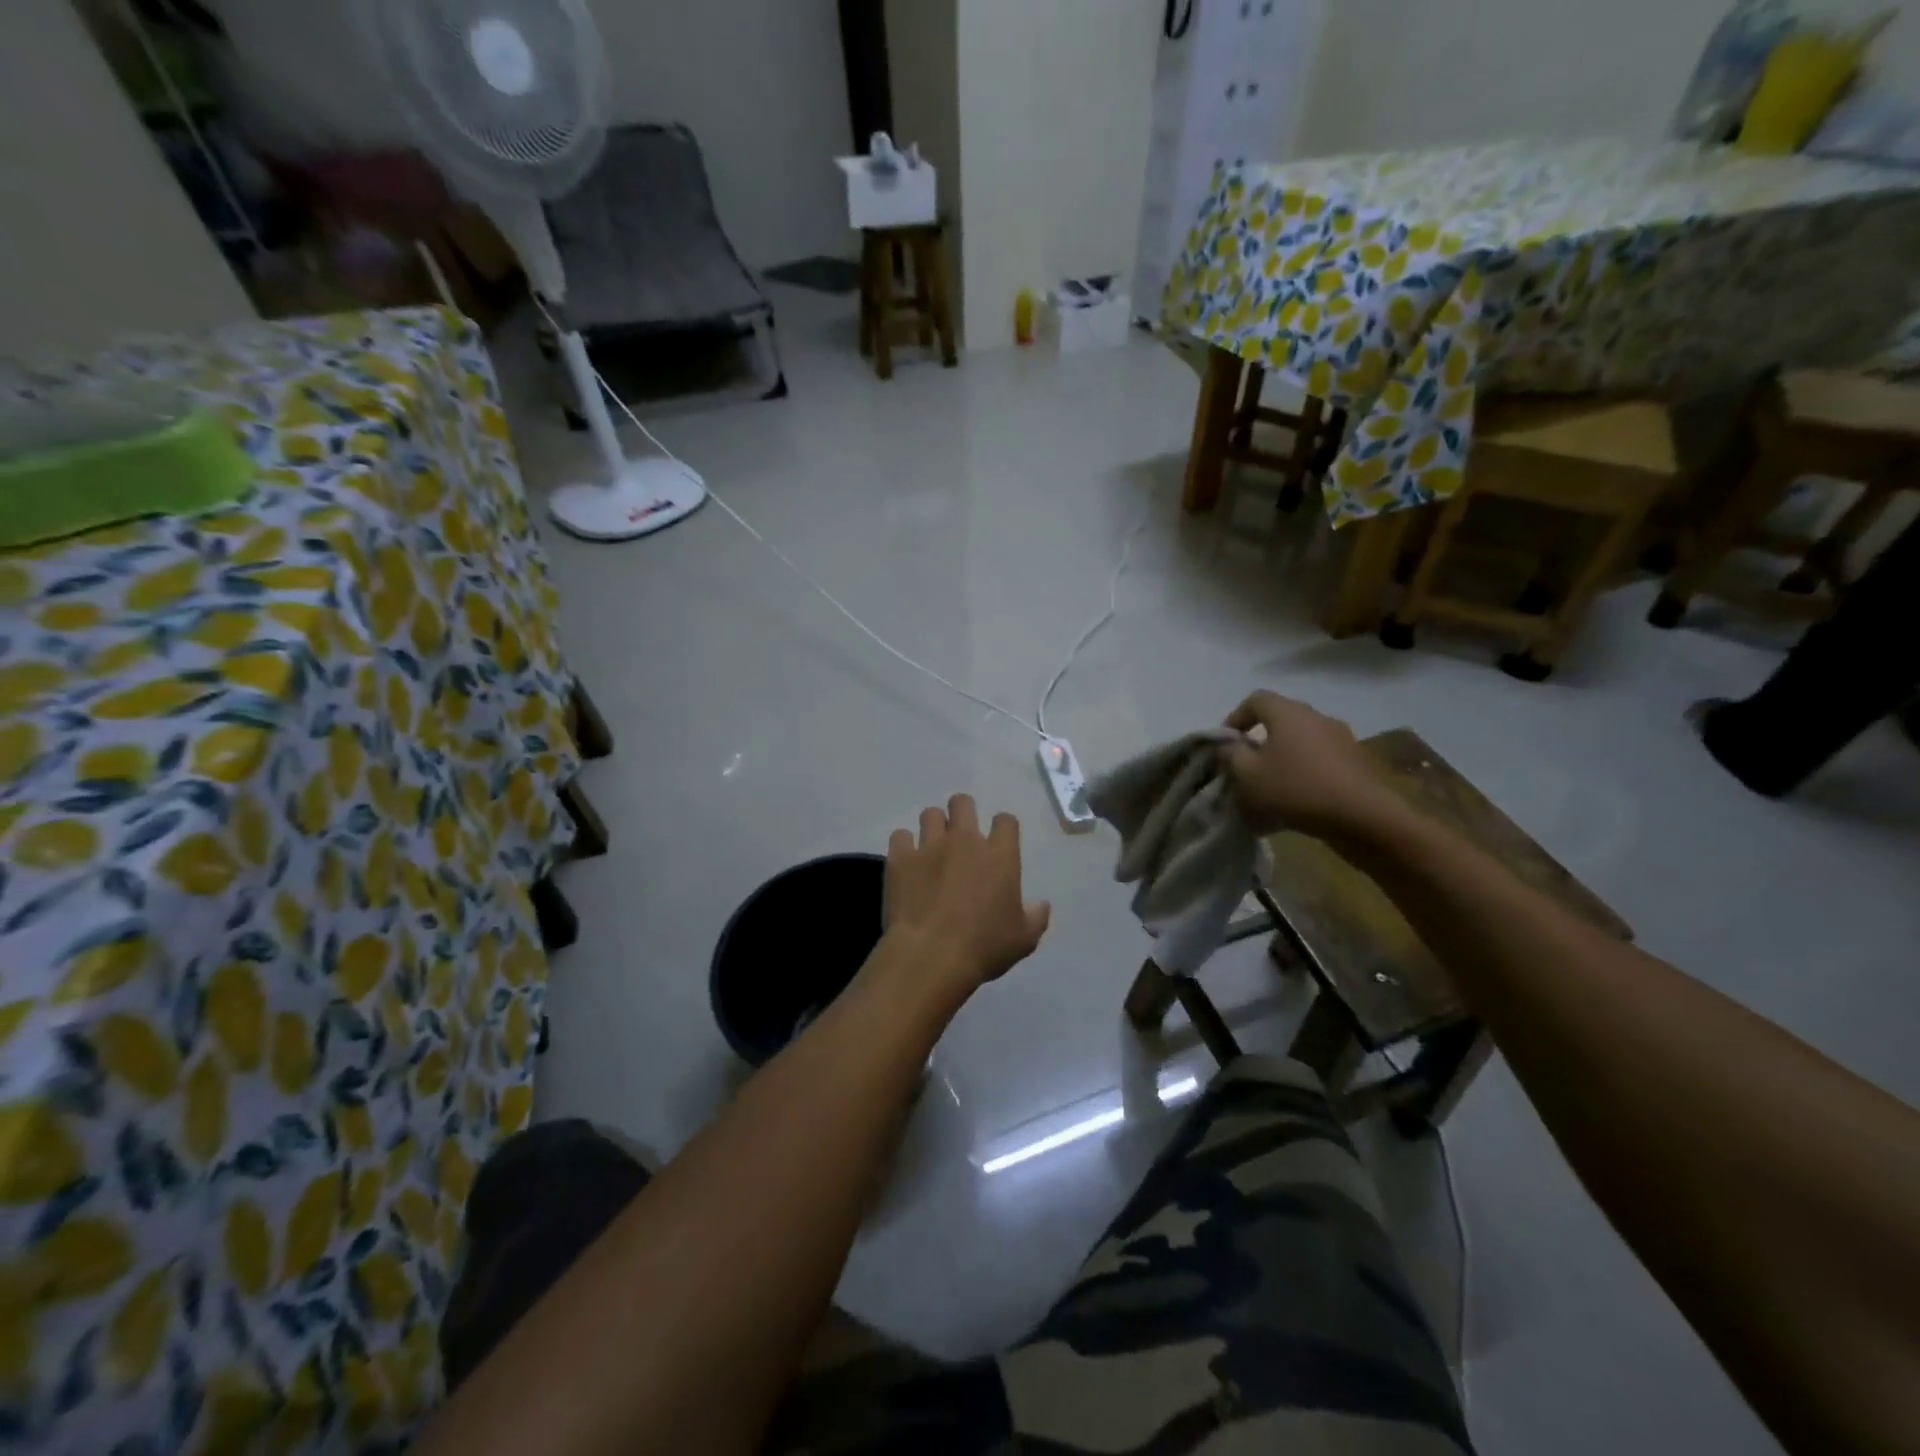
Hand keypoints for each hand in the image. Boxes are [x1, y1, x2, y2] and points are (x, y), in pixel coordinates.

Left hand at [883, 795, 1050, 993]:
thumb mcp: (1023, 939)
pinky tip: (907, 862)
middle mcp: (964, 841)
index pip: (1006, 820)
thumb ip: (1036, 917)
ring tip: (933, 847)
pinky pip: (900, 836)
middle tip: (961, 836)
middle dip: (963, 812)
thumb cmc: (984, 947)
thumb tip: (1041, 905)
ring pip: (930, 814)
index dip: (1003, 827)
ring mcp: (929, 846)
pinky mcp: (900, 859)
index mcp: (999, 856)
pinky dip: (904, 846)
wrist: (931, 955)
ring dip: (934, 827)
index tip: (1000, 840)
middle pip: (963, 803)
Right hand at [1219, 692, 1408, 839]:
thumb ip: (1231, 754)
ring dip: (1283, 757)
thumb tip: (1228, 744)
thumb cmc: (1296, 788)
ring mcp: (1341, 738)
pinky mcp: (1357, 761)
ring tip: (1272, 785)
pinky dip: (1304, 771)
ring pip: (1301, 741)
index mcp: (1288, 713)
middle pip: (1280, 719)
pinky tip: (1298, 798)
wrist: (1363, 817)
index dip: (1235, 717)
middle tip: (1246, 765)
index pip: (1255, 699)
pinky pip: (1320, 759)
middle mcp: (1316, 717)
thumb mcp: (1248, 775)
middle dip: (1259, 739)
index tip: (1226, 744)